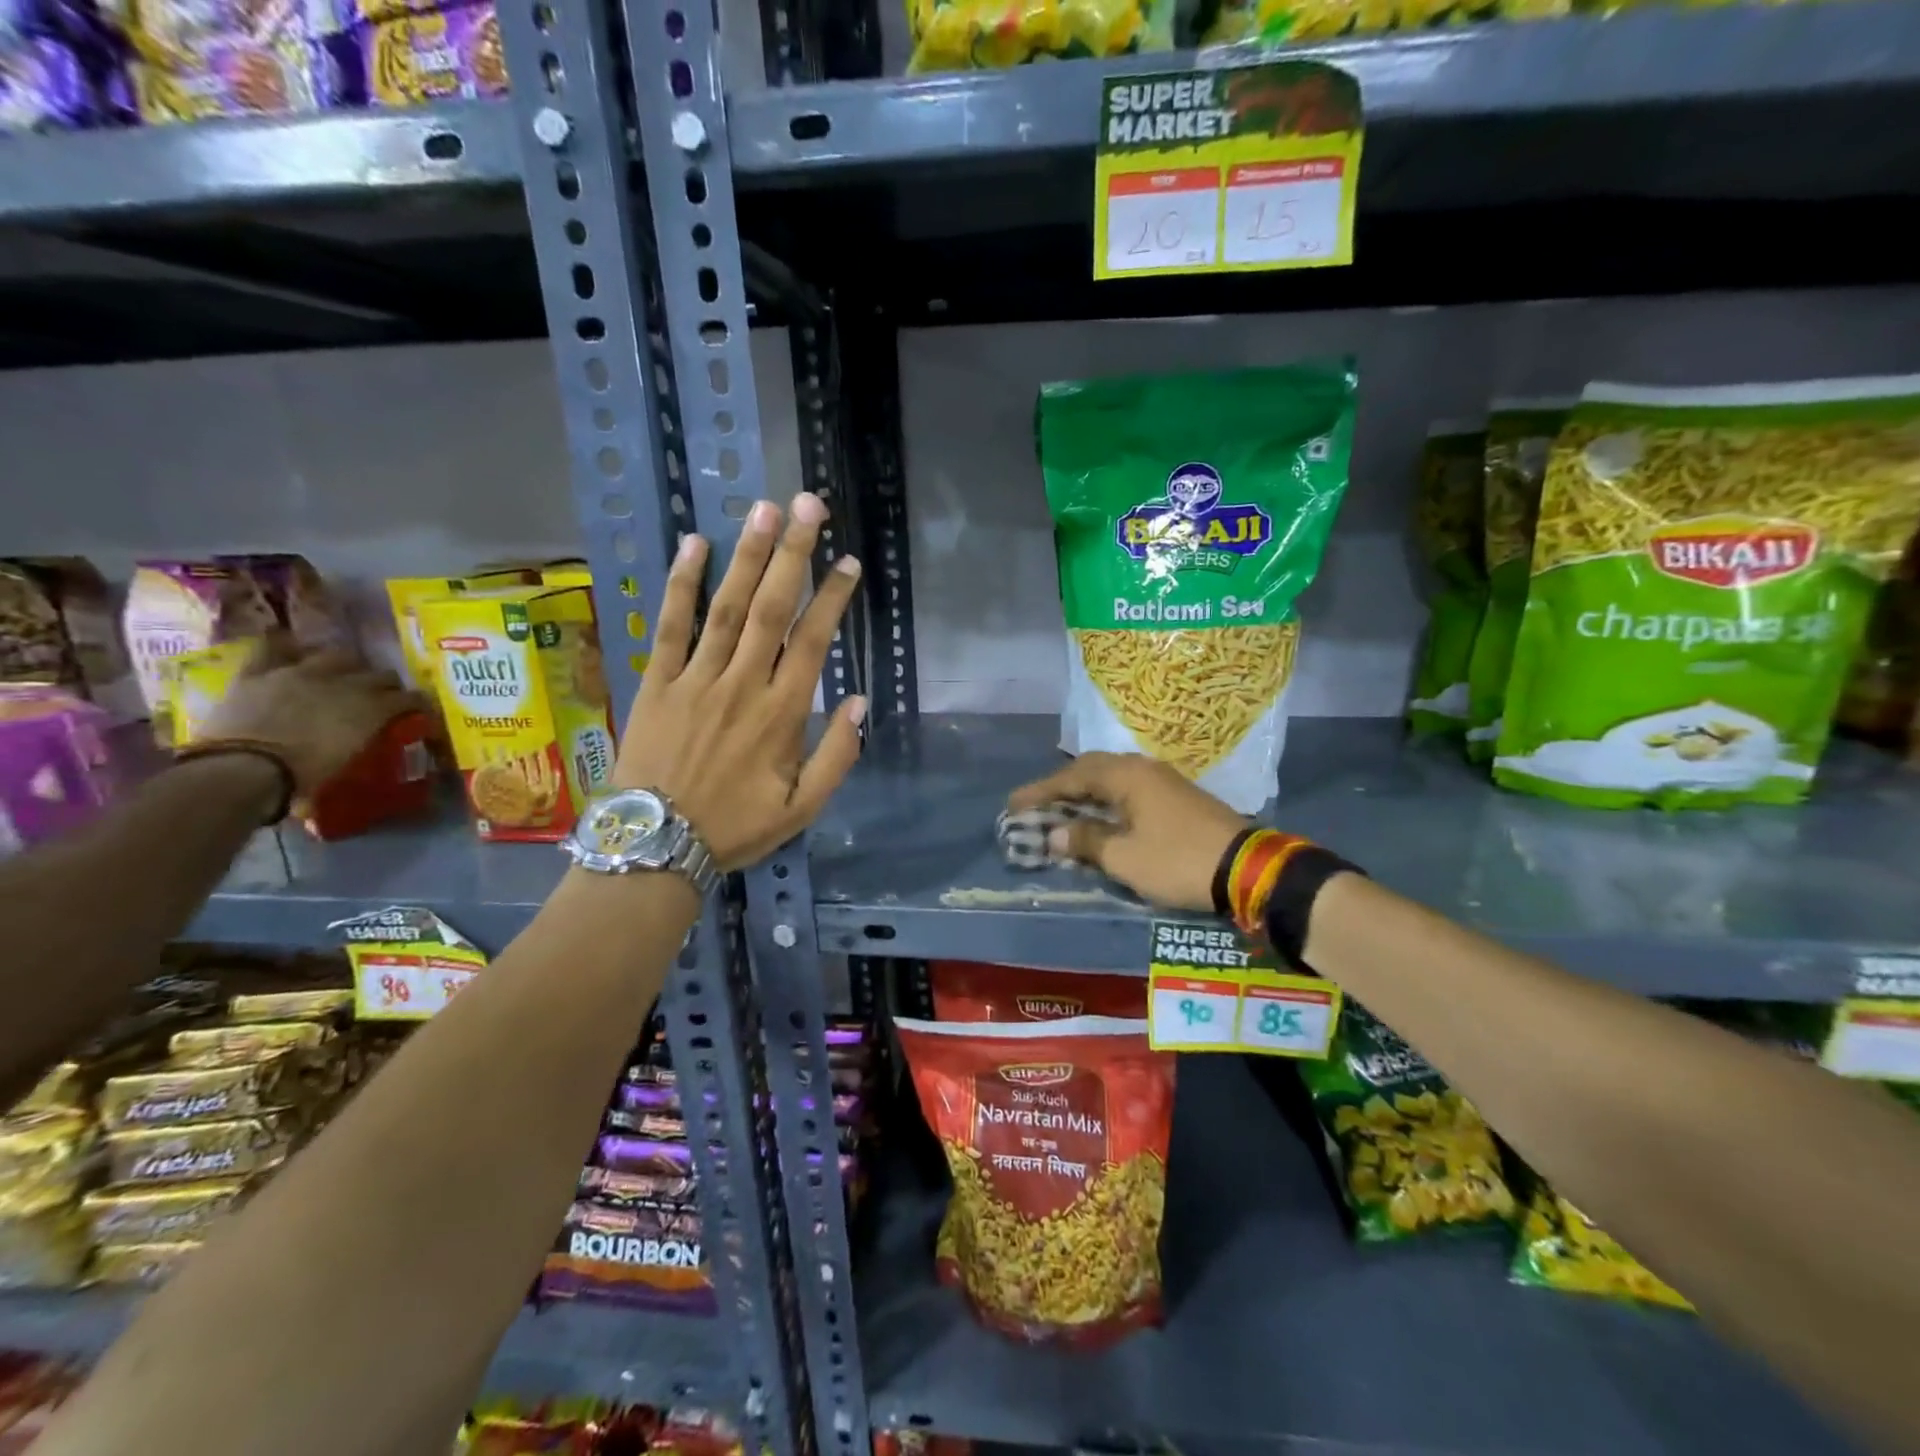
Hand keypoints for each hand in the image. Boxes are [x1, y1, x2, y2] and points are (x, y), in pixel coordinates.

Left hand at [202, 640, 420, 794]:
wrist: (244, 769)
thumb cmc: (303, 776)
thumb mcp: (349, 759)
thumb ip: (365, 738)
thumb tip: (369, 735)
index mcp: (373, 708)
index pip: (410, 698)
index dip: (416, 703)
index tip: (418, 710)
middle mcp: (345, 683)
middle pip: (379, 674)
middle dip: (386, 684)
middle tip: (382, 695)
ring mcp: (300, 673)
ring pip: (336, 656)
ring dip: (345, 665)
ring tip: (343, 673)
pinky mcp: (260, 672)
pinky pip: (273, 647)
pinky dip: (285, 646)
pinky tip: (292, 647)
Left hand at [616, 492, 864, 870]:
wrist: (655, 846)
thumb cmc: (734, 827)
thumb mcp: (802, 809)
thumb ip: (837, 756)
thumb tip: (859, 702)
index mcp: (781, 714)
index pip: (812, 642)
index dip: (832, 598)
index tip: (848, 562)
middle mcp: (742, 684)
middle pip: (772, 608)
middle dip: (793, 554)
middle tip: (809, 505)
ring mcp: (696, 679)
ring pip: (726, 607)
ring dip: (747, 556)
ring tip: (764, 510)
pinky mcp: (658, 682)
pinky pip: (670, 625)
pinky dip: (681, 584)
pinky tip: (694, 544)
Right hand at [1006, 753, 1248, 911]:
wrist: (1247, 869)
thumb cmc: (1177, 860)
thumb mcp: (1124, 857)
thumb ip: (1085, 841)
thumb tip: (1053, 834)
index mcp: (1127, 776)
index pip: (1072, 776)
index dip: (1040, 791)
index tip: (1013, 804)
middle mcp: (1143, 769)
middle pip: (1091, 770)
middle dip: (1060, 788)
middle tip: (1036, 806)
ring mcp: (1164, 782)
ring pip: (1112, 780)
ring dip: (1084, 794)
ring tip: (1062, 811)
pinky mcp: (1177, 798)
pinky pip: (1129, 791)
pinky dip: (1106, 802)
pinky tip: (1101, 818)